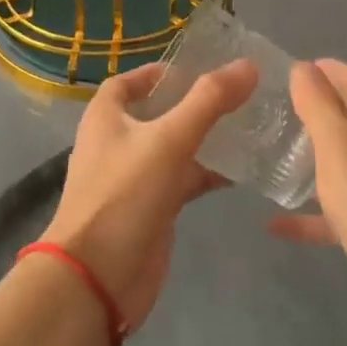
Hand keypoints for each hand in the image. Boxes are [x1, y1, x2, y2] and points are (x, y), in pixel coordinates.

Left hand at [38, 59, 257, 333]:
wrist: (97, 280)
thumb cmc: (124, 195)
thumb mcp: (169, 140)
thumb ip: (209, 101)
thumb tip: (248, 65)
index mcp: (106, 117)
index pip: (128, 82)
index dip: (159, 72)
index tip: (199, 68)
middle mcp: (117, 142)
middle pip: (156, 113)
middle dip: (192, 103)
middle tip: (236, 94)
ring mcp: (134, 178)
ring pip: (174, 148)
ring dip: (205, 138)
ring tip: (248, 125)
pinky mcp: (151, 209)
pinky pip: (182, 180)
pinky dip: (207, 173)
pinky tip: (241, 171)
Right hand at [270, 59, 346, 345]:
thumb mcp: (342, 152)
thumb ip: (321, 109)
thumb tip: (305, 67)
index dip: (334, 70)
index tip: (299, 67)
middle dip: (321, 111)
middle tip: (278, 110)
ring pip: (346, 169)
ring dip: (314, 160)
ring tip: (273, 157)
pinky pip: (339, 217)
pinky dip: (311, 217)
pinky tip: (277, 226)